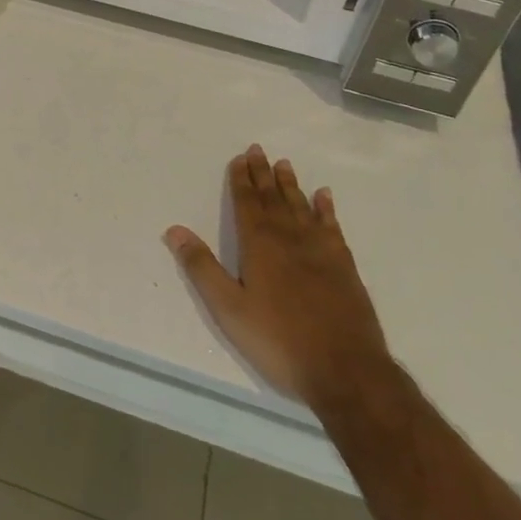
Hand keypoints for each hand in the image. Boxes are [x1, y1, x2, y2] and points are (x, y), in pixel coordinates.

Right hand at [164, 145, 394, 417]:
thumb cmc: (279, 340)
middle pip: (273, 198)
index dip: (241, 180)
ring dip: (290, 185)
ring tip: (284, 164)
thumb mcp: (229, 309)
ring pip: (301, 207)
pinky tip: (324, 196)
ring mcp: (321, 250)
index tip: (240, 158)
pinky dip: (326, 209)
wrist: (346, 370)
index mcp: (260, 245)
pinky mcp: (344, 266)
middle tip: (258, 149)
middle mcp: (290, 238)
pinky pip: (332, 226)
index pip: (247, 203)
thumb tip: (174, 230)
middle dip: (263, 174)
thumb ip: (201, 268)